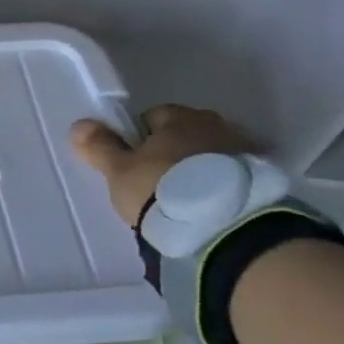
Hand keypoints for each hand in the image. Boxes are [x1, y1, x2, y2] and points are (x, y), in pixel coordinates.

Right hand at [68, 105, 252, 226]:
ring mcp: (245, 151)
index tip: (133, 164)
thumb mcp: (119, 171)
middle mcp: (216, 125)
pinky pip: (233, 176)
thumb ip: (99, 146)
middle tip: (157, 182)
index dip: (139, 139)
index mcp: (180, 117)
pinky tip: (210, 206)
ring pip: (211, 154)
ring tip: (186, 199)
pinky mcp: (263, 180)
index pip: (153, 117)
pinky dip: (222, 185)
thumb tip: (79, 124)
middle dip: (172, 151)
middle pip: (186, 133)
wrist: (223, 227)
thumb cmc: (161, 189)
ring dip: (200, 168)